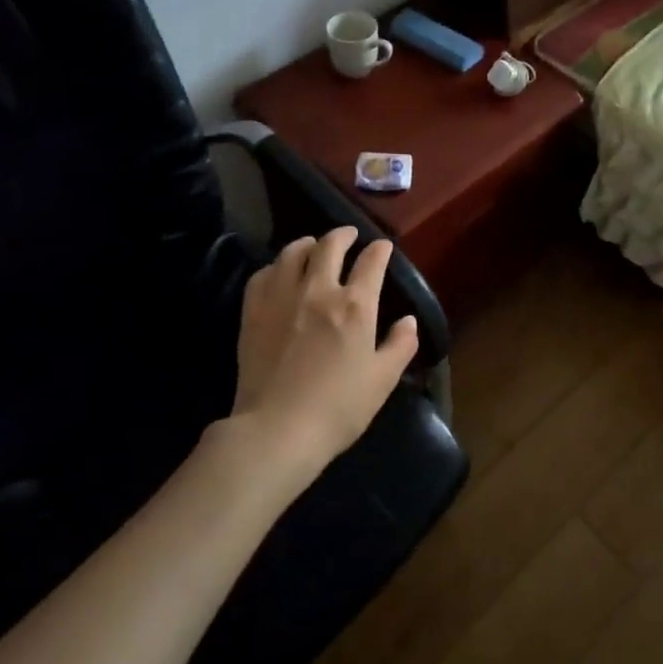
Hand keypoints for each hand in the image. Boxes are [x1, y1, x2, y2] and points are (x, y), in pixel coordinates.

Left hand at [229, 226, 419, 491]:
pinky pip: (264, 274)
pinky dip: (276, 266)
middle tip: (349, 235)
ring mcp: (281, 297)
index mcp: (355, 306)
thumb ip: (400, 346)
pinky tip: (279, 272)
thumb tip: (409, 321)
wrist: (277, 428)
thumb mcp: (382, 380)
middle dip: (343, 235)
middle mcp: (318, 291)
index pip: (371, 263)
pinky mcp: (253, 311)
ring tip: (313, 245)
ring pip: (293, 252)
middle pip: (330, 246)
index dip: (380, 251)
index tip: (383, 247)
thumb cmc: (338, 408)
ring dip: (308, 243)